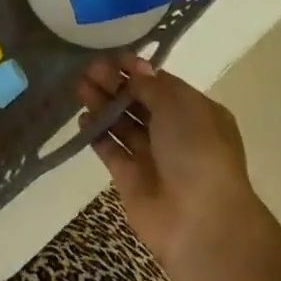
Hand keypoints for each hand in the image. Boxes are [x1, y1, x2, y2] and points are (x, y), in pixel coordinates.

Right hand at [76, 53, 269, 280]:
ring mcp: (153, 158)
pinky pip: (112, 151)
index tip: (113, 57)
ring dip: (104, 105)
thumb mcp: (178, 107)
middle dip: (116, 85)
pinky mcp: (131, 181)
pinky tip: (82, 119)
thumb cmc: (197, 152)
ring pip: (123, 124)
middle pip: (140, 103)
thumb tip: (137, 67)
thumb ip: (152, 86)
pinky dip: (98, 135)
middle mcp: (175, 134)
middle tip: (89, 70)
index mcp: (196, 113)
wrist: (201, 223)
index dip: (138, 71)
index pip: (162, 85)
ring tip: (80, 88)